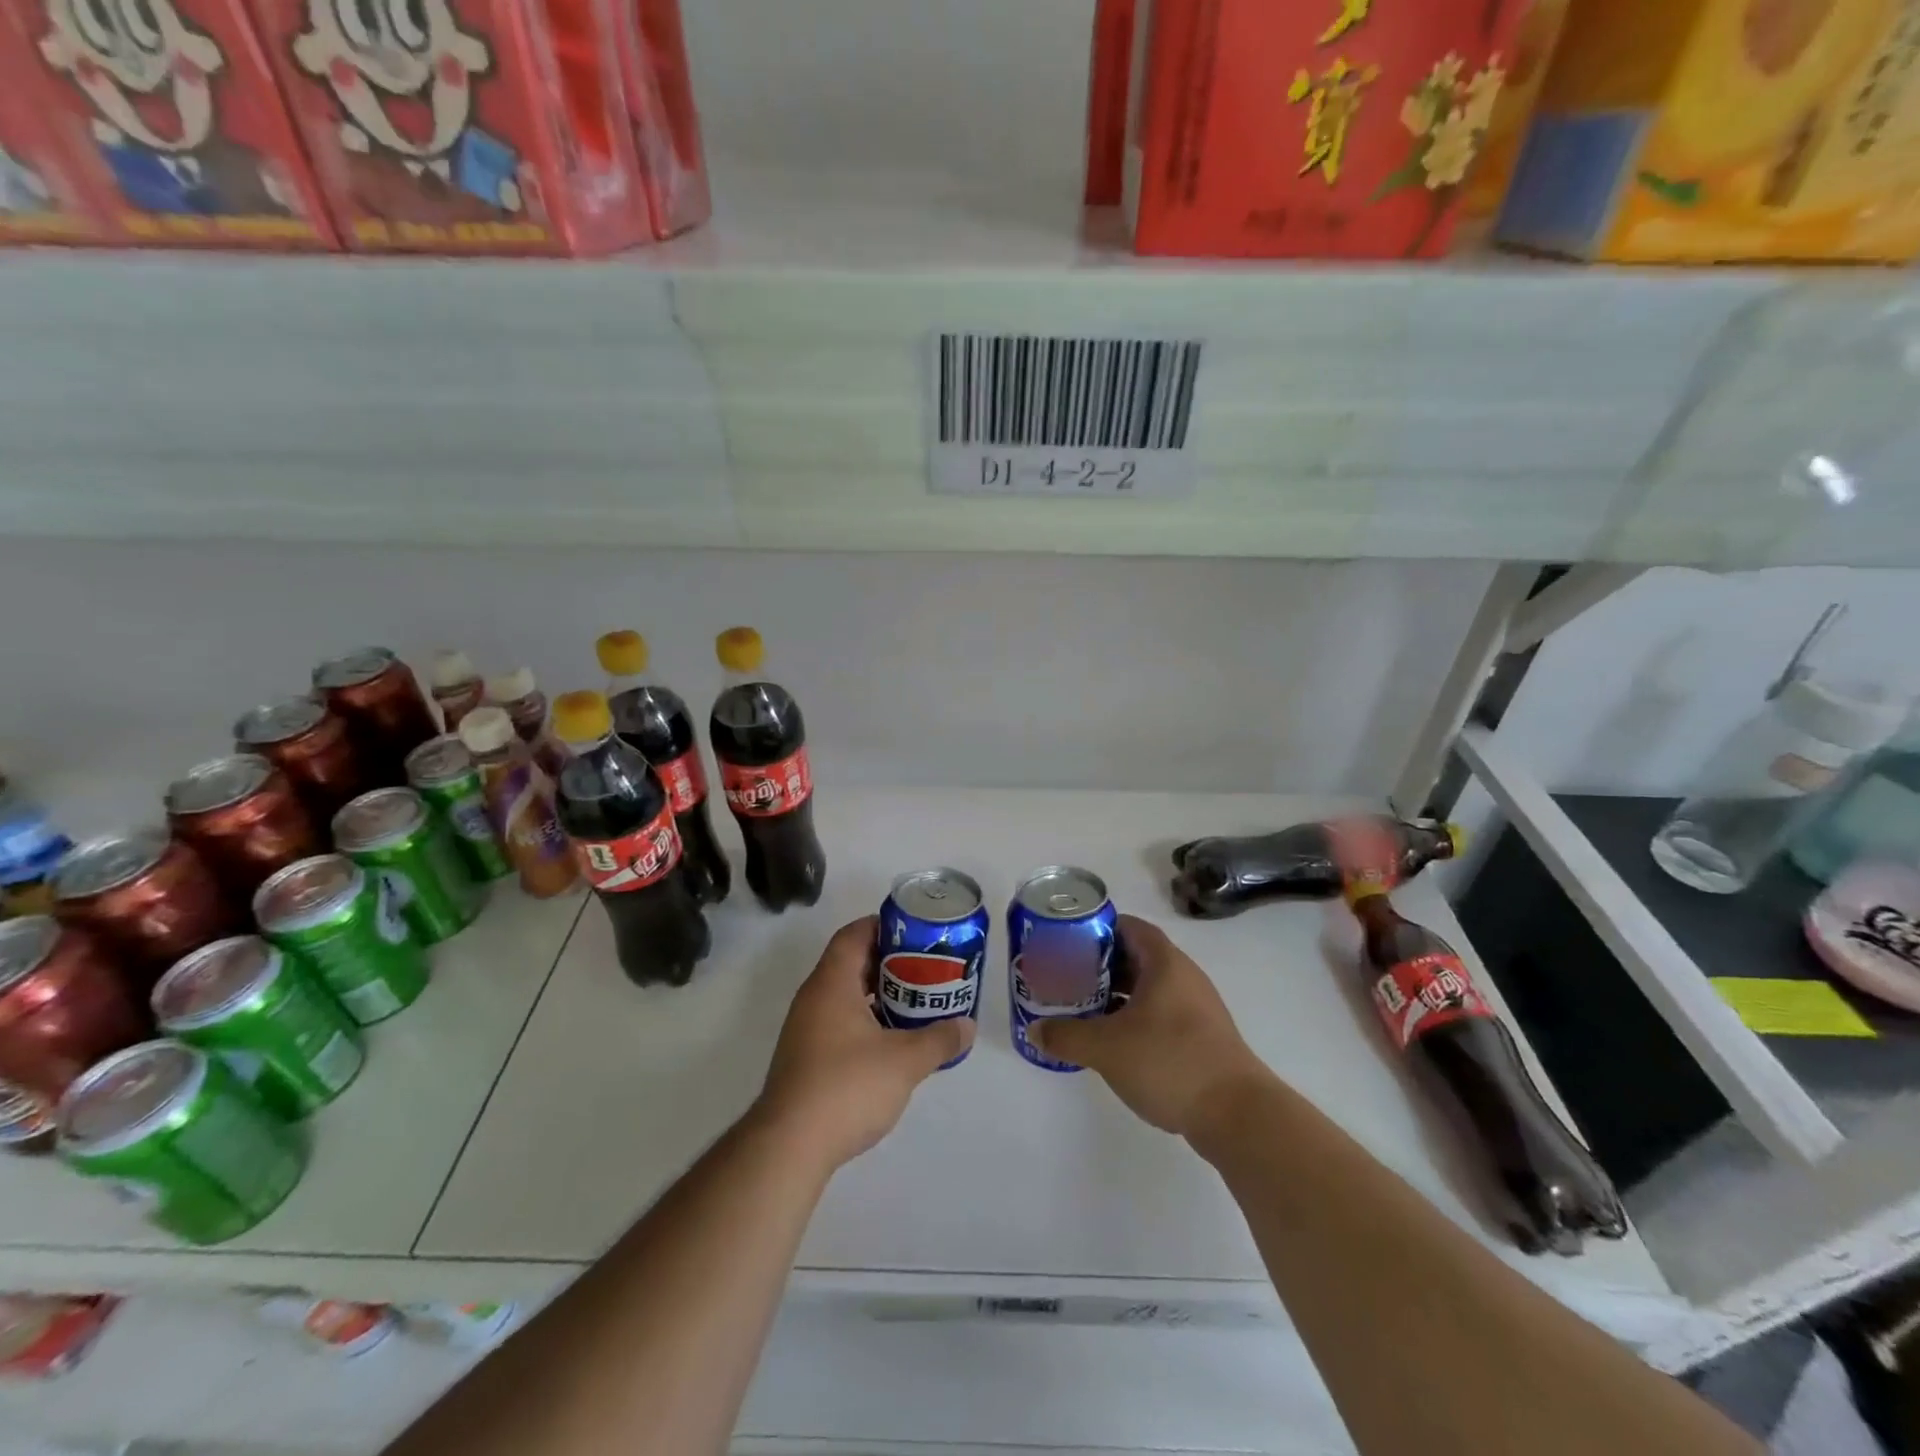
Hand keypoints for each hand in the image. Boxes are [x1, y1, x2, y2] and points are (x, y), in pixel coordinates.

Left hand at [755, 916, 972, 1170]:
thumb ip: (939, 1039)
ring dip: (878, 994)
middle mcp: (814, 998)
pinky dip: (865, 1020)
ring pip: (845, 995)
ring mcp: (805, 1029)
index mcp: (832, 983)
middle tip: (925, 967)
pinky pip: (839, 1021)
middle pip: (851, 962)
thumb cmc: (847, 1086)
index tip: (916, 932)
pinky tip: (891, 1040)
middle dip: (889, 961)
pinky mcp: (805, 1058)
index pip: (854, 934)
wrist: (789, 1146)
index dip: (883, 926)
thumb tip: (967, 1025)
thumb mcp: (905, 1061)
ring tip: (915, 1001)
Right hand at [1026, 915, 1266, 1138]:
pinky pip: (1160, 1014)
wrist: (1238, 1115)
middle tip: (1067, 976)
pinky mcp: (1201, 1038)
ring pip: (1148, 988)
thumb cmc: (1170, 1062)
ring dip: (1116, 995)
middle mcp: (1183, 977)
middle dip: (1100, 965)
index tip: (1067, 942)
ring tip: (1082, 1008)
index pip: (1127, 927)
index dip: (1096, 929)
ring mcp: (1196, 1008)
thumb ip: (1066, 1035)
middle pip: (1135, 957)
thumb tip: (1035, 1030)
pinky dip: (1134, 1018)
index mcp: (1164, 963)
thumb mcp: (1106, 1048)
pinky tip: (1112, 1041)